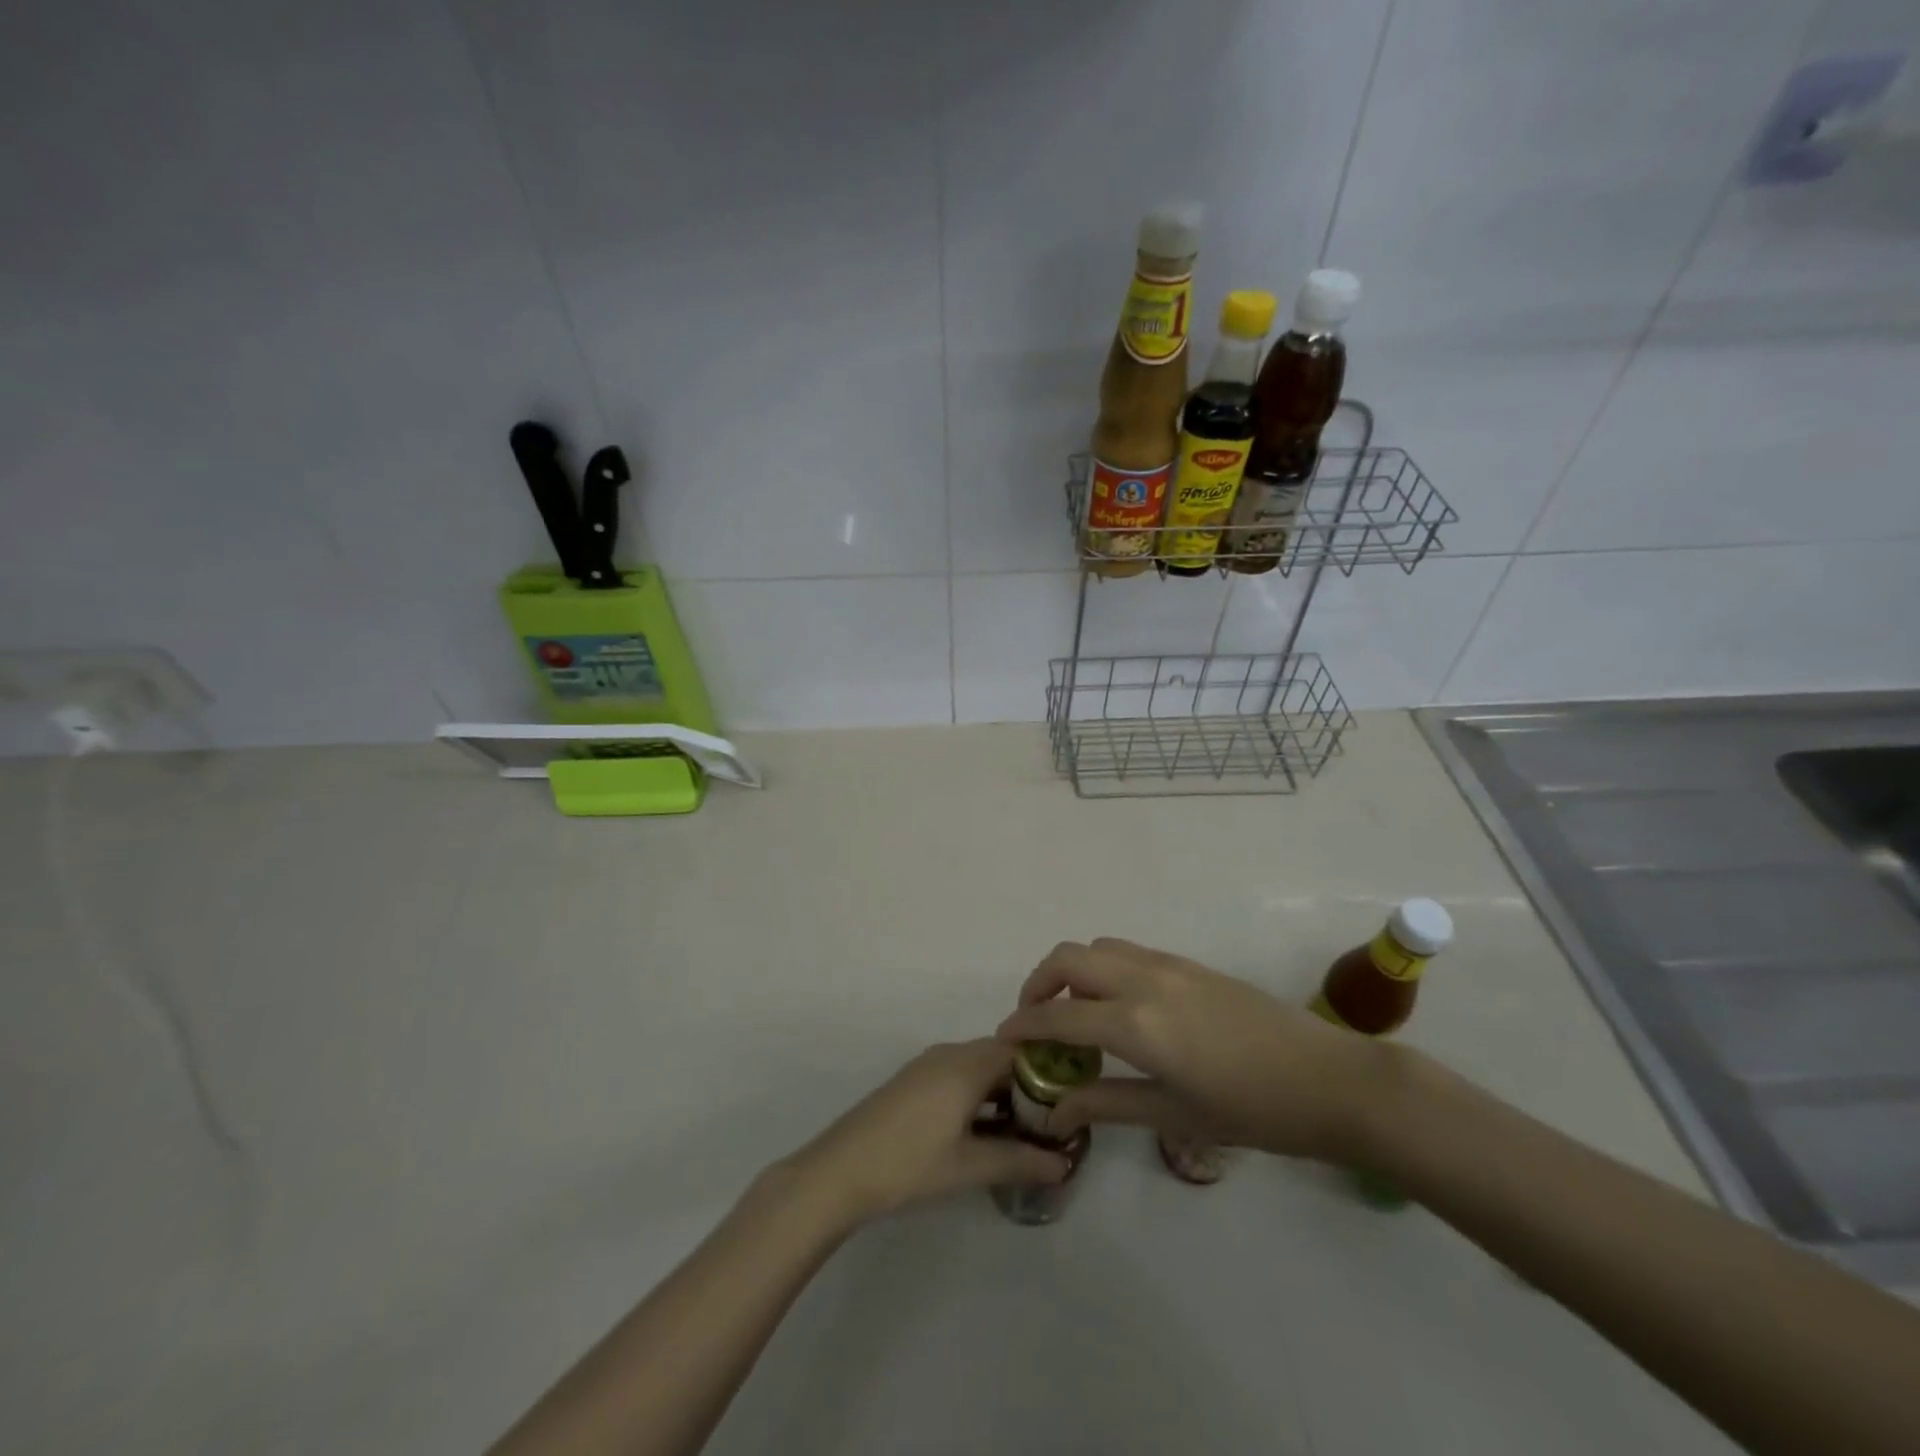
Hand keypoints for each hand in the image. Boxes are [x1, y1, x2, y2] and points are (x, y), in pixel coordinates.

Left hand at [787, 1040, 1068, 1223]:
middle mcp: (949, 1054)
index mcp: (966, 1063)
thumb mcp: (969, 1166)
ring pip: (978, 1069)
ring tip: (1026, 1131)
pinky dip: (978, 1097)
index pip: (1020, 1049)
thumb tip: (1063, 1164)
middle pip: (1000, 1057)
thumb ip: (1019, 1160)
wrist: (839, 1171)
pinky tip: (986, 1131)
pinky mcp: (912, 1083)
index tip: (1070, 1098)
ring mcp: (927, 1067)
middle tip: (1053, 1121)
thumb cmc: (909, 1163)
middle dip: (1028, 1085)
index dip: (1048, 1069)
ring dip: (1002, 1093)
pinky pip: (958, 1078)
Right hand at [995, 938, 1389, 1162]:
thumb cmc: (1251, 1111)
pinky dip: (1103, 968)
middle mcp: (1144, 980)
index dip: (1024, 1025)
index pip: (1059, 1015)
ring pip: (1098, 947)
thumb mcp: (1174, 1115)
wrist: (1329, 1080)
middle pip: (1069, 958)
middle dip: (1039, 983)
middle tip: (1035, 1020)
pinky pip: (1127, 951)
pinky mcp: (1188, 963)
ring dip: (1073, 971)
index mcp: (1136, 1022)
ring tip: (1074, 1012)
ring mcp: (1168, 964)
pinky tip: (1118, 1006)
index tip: (1003, 1038)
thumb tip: (1055, 1109)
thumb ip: (1107, 1104)